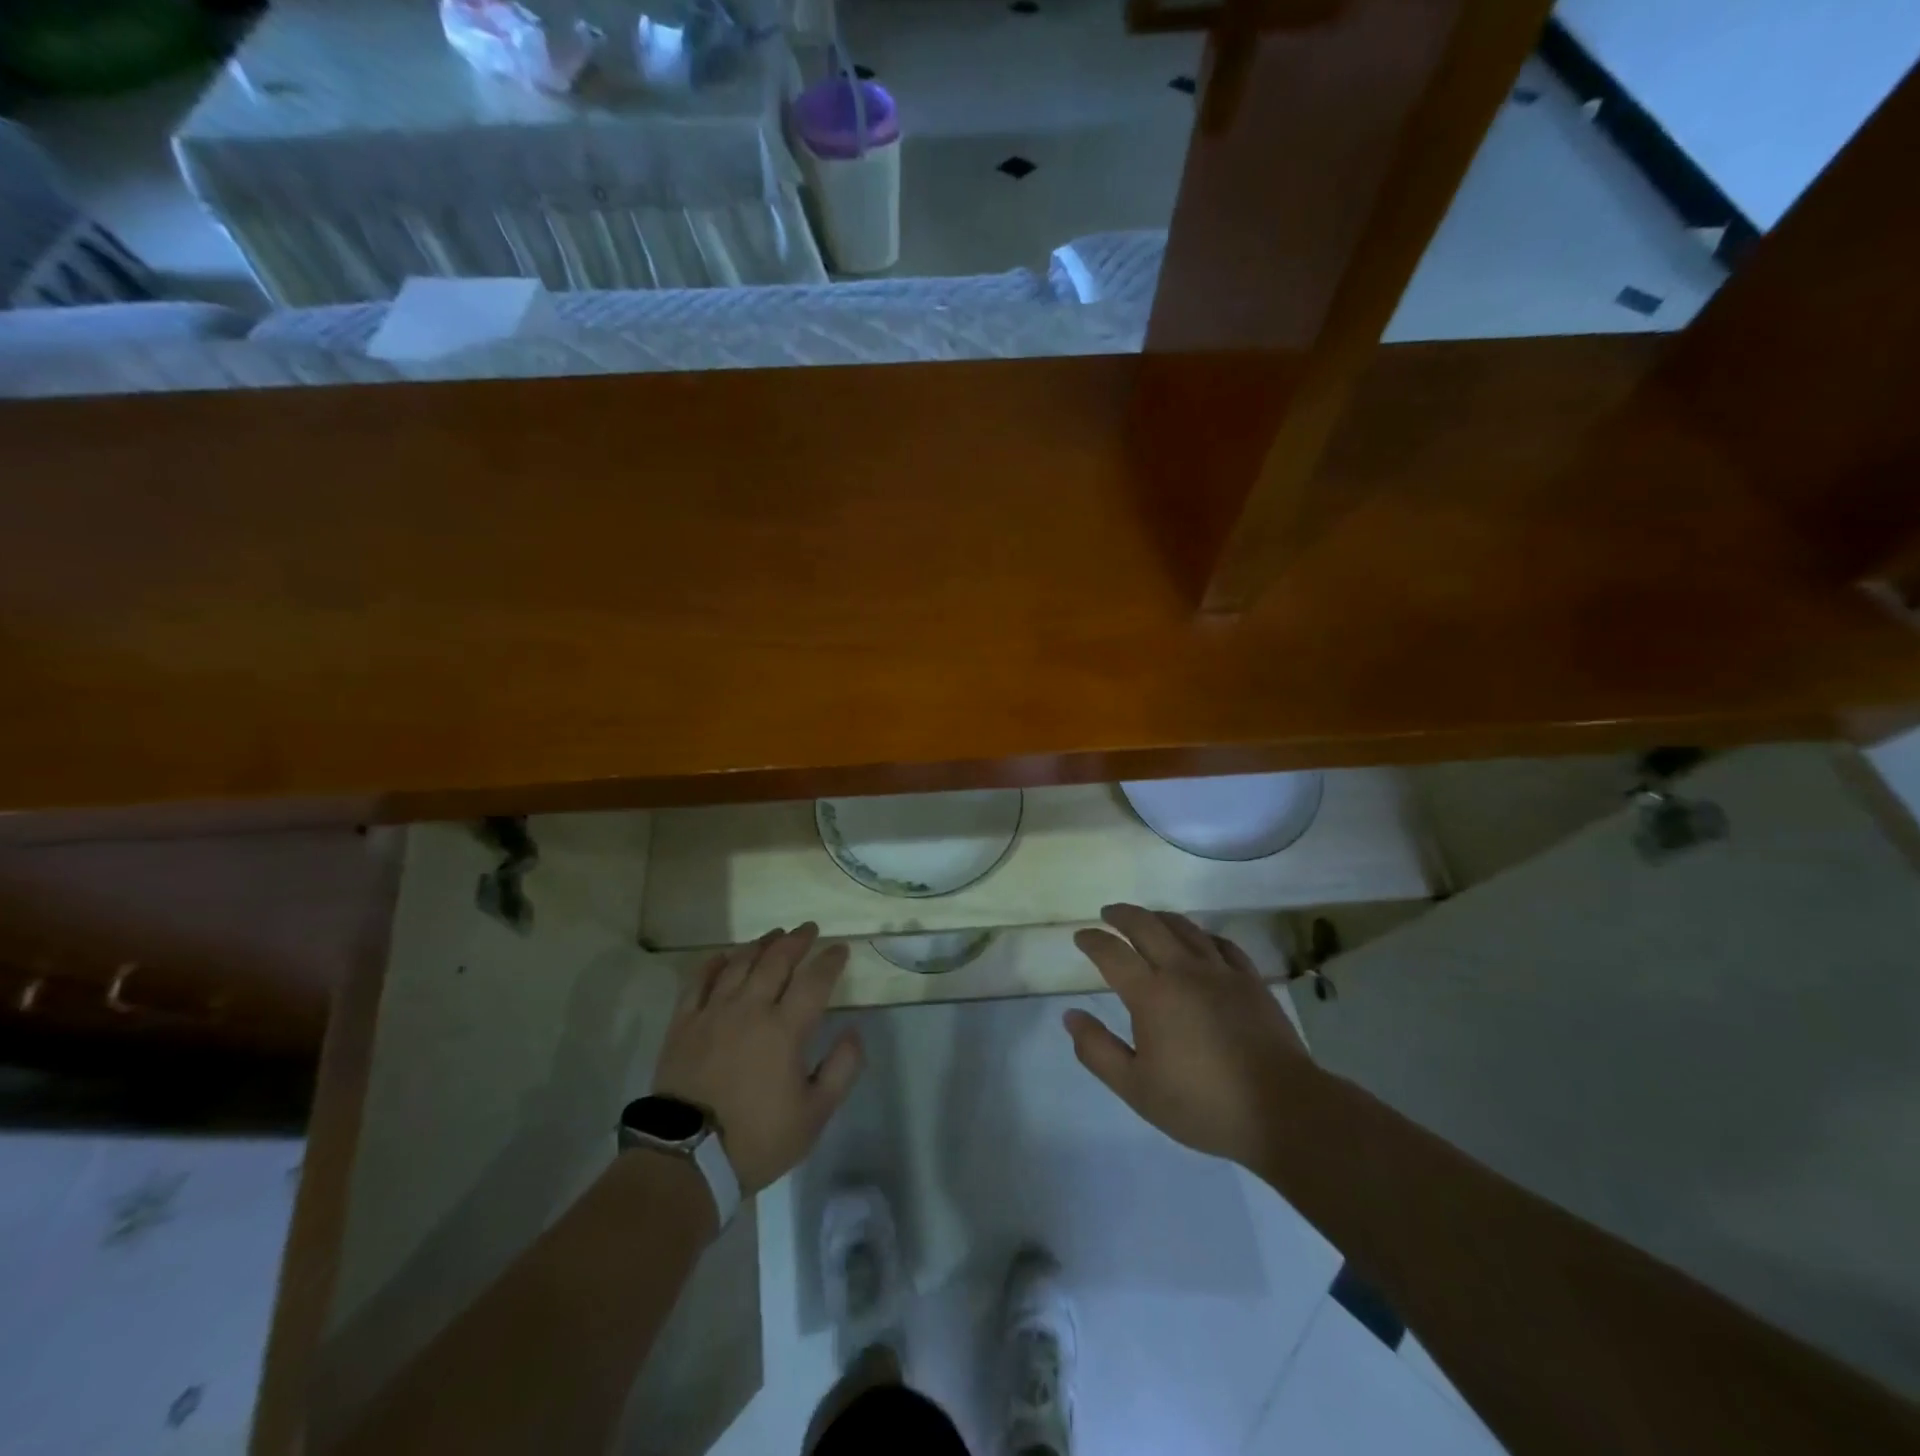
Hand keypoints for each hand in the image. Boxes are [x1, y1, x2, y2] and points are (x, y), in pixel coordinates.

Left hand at [654, 924, 862, 1194]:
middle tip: (808, 929)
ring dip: (760, 944)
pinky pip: (698, 981)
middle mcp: (751, 1009)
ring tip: (774, 935)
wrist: (686, 1159)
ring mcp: (713, 1013)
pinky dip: (714, 963)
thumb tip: (854, 1032)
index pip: (814, 981)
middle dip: (796, 940)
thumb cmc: (757, 1139)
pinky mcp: (684, 1024)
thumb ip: (841, 1070)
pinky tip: (724, 956)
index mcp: (785, 1029)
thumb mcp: (814, 1115)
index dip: (830, 961)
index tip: (840, 949)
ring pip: (740, 964)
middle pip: (776, 961)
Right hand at [1064, 904, 1313, 1168]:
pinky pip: (1222, 943)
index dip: (1092, 940)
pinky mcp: (1250, 980)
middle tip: (1109, 913)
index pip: (1112, 953)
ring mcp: (1220, 972)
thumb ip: (1097, 1050)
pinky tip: (1200, 940)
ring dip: (1159, 917)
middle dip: (1123, 915)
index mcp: (1151, 994)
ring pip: (1185, 927)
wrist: (1281, 1109)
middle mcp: (1183, 971)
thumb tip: (1070, 1016)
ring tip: (1148, 918)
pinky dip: (1202, 934)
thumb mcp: (1136, 1088)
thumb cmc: (1202, 1104)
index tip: (1081, 936)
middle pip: (1147, 925)